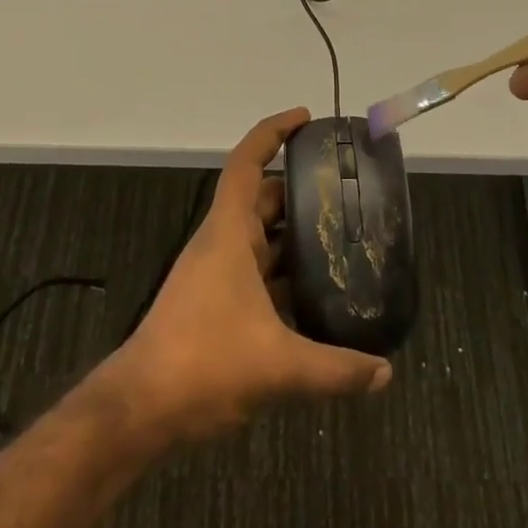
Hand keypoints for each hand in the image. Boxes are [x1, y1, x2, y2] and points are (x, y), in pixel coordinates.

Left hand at [110, 107, 392, 442]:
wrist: (141, 408)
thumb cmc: (203, 363)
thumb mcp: (277, 365)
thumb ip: (336, 369)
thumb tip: (385, 373)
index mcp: (228, 233)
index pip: (247, 163)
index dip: (273, 132)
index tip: (305, 118)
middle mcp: (222, 243)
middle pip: (262, 199)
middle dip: (299, 188)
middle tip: (345, 190)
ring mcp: (217, 274)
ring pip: (261, 238)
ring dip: (294, 234)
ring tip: (342, 236)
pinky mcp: (217, 303)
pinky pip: (259, 272)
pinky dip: (286, 273)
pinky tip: (317, 294)